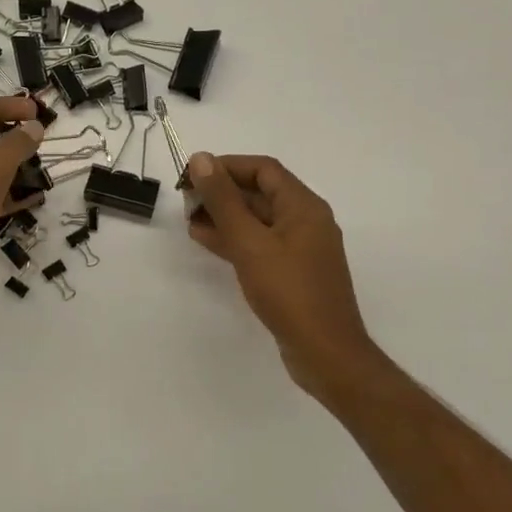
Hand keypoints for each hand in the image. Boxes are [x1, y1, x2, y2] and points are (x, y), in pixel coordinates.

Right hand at [184, 153, 376, 399]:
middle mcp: (306, 221)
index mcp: (304, 206)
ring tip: (189, 220)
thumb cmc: (288, 292)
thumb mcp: (250, 243)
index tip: (191, 175)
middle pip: (260, 193)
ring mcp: (300, 248)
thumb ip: (224, 201)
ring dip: (224, 216)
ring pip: (257, 220)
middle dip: (222, 192)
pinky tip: (206, 241)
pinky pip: (259, 244)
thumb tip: (202, 160)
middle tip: (186, 201)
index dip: (226, 166)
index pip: (263, 169)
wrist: (325, 352)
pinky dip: (234, 239)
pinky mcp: (291, 272)